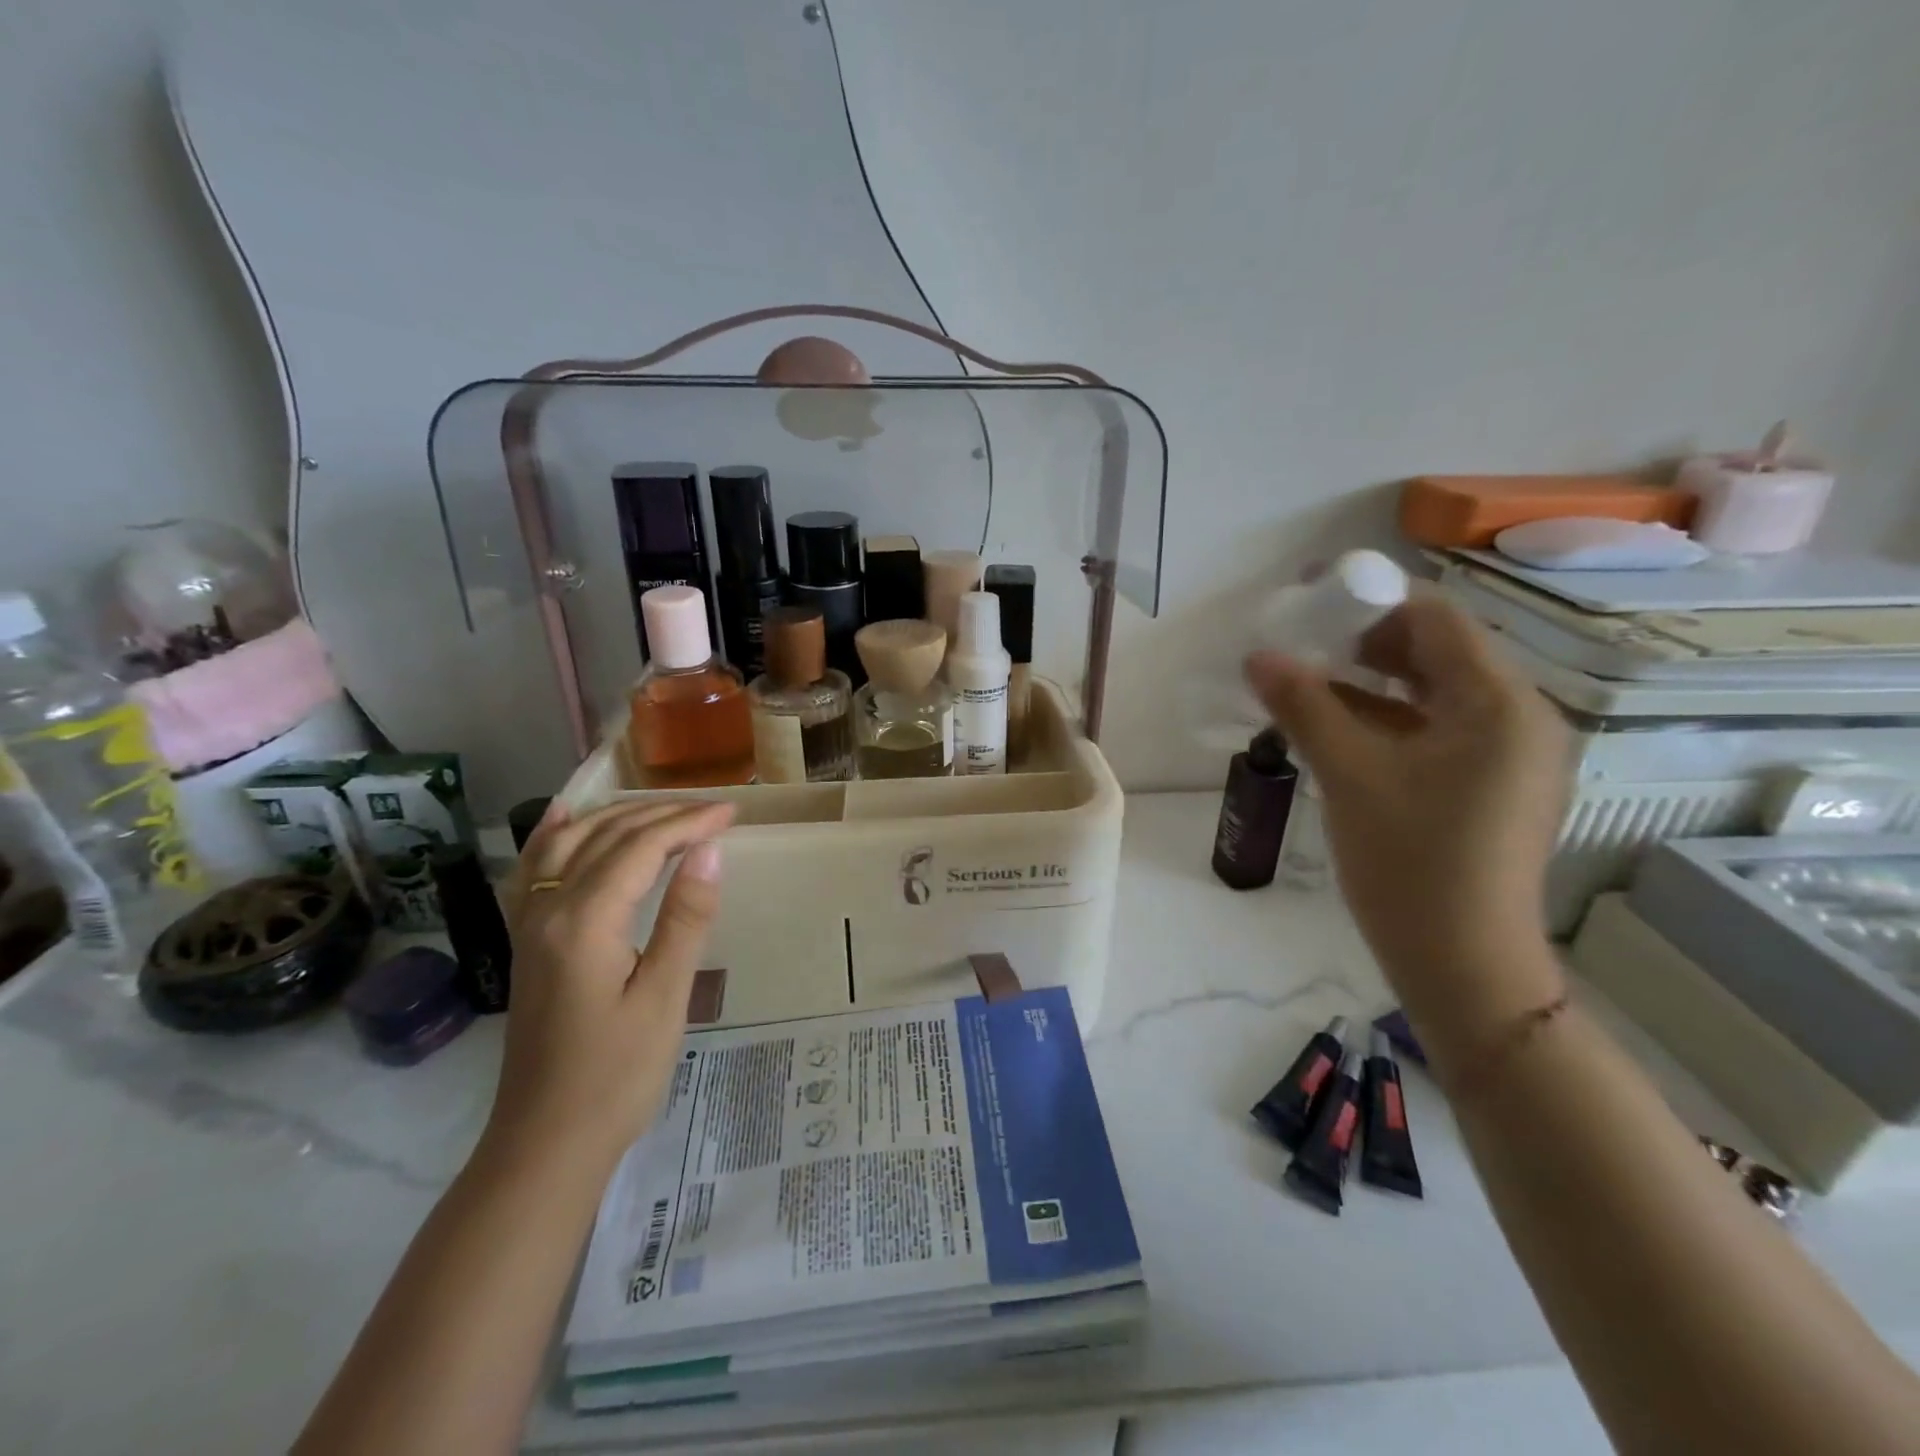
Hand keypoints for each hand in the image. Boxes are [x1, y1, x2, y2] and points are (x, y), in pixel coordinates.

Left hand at [483, 799, 734, 1172]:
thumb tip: (709, 850)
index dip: (688, 823)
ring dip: (618, 817)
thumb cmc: (616, 1075)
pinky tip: (566, 817)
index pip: (640, 848)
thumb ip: (686, 917)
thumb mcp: (665, 997)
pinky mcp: (528, 941)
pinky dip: (555, 835)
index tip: (732, 813)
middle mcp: (548, 909)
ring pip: (569, 844)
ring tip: (663, 809)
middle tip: (713, 812)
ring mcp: (530, 924)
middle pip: (605, 837)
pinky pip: (536, 869)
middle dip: (662, 815)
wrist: (546, 1143)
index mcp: (584, 921)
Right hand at [1246, 592, 1569, 1047]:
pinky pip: (1437, 732)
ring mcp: (1509, 756)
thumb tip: (1258, 655)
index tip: (1310, 599)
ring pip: (1433, 695)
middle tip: (1301, 643)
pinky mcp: (1491, 786)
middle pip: (1438, 653)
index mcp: (1499, 705)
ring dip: (1372, 683)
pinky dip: (1389, 721)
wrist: (1462, 964)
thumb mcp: (1349, 774)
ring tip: (1308, 682)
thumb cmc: (1410, 862)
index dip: (1370, 600)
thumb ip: (1304, 705)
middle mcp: (1519, 718)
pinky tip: (1338, 728)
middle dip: (1366, 642)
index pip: (1435, 620)